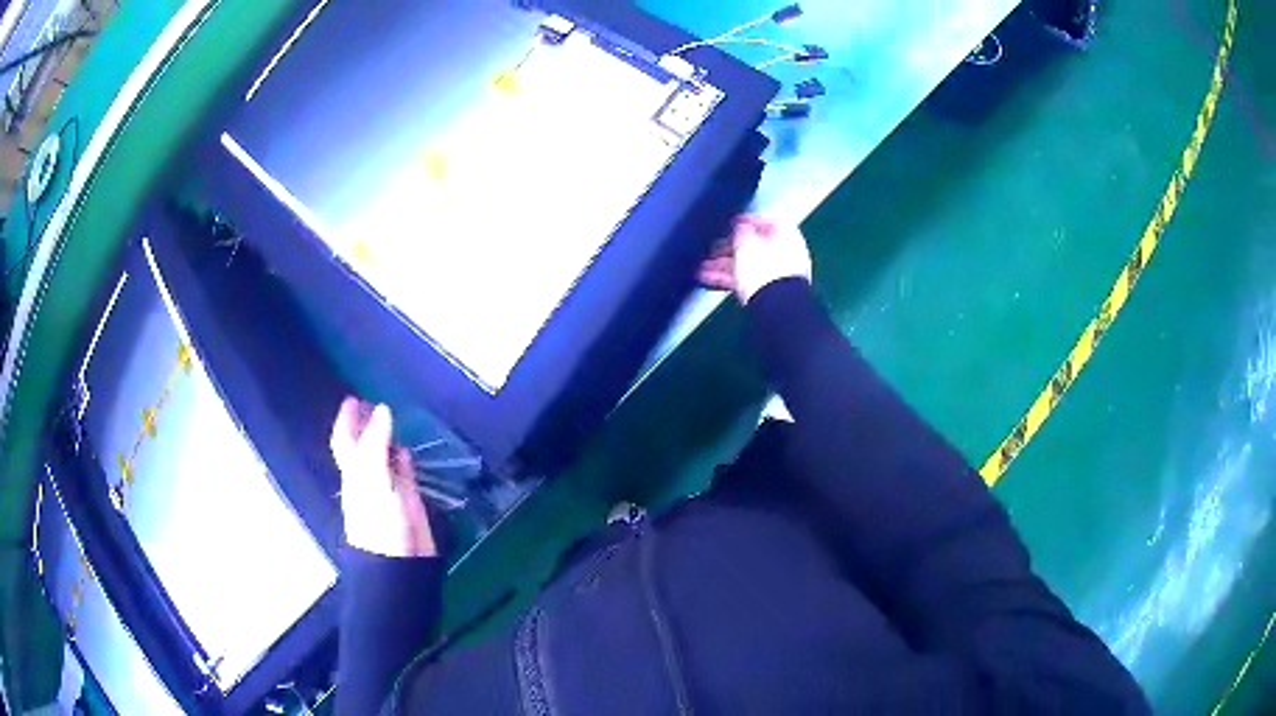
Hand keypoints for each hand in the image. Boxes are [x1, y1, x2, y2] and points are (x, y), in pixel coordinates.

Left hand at [330, 398, 435, 557]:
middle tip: (372, 405)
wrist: (401, 565)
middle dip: (365, 426)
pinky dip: (403, 460)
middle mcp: (368, 479)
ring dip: (386, 440)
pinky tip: (407, 451)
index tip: (352, 399)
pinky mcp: (408, 501)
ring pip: (384, 458)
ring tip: (391, 421)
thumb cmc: (379, 524)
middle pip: (364, 447)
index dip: (347, 420)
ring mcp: (388, 490)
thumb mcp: (373, 481)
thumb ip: (376, 445)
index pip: (346, 441)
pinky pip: (403, 474)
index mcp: (354, 473)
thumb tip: (383, 410)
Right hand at [698, 215, 812, 304]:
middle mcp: (786, 253)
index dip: (748, 221)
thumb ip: (741, 231)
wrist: (776, 307)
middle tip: (712, 250)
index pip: (767, 221)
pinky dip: (730, 279)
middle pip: (755, 246)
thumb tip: (741, 227)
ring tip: (703, 269)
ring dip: (725, 266)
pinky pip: (748, 281)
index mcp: (786, 235)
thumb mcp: (745, 243)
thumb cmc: (764, 270)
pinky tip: (710, 281)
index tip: (732, 224)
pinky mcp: (771, 292)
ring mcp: (779, 274)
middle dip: (730, 248)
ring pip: (749, 265)